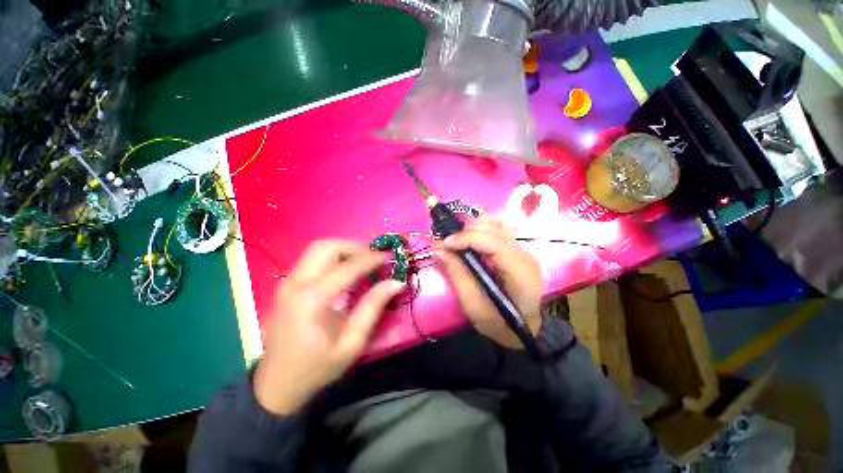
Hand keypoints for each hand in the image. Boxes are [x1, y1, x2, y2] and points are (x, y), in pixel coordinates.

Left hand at [254, 240, 404, 414]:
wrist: (276, 386)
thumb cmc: (316, 368)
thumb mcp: (352, 342)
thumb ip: (373, 307)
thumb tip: (396, 282)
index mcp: (312, 299)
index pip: (348, 266)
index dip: (372, 258)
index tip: (390, 257)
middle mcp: (296, 283)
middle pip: (327, 246)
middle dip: (355, 247)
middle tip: (374, 259)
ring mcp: (287, 282)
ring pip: (318, 248)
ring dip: (344, 249)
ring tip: (363, 262)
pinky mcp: (287, 285)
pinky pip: (312, 259)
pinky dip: (333, 257)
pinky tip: (346, 270)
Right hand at [438, 221, 542, 348]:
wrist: (524, 328)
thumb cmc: (499, 323)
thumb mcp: (473, 306)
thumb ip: (457, 274)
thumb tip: (439, 249)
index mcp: (519, 272)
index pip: (493, 242)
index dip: (466, 238)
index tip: (444, 243)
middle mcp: (525, 255)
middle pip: (494, 229)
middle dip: (466, 232)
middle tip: (447, 244)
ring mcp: (524, 250)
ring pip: (497, 225)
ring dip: (473, 229)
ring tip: (458, 242)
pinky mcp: (518, 250)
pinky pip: (498, 230)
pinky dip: (481, 231)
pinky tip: (472, 240)